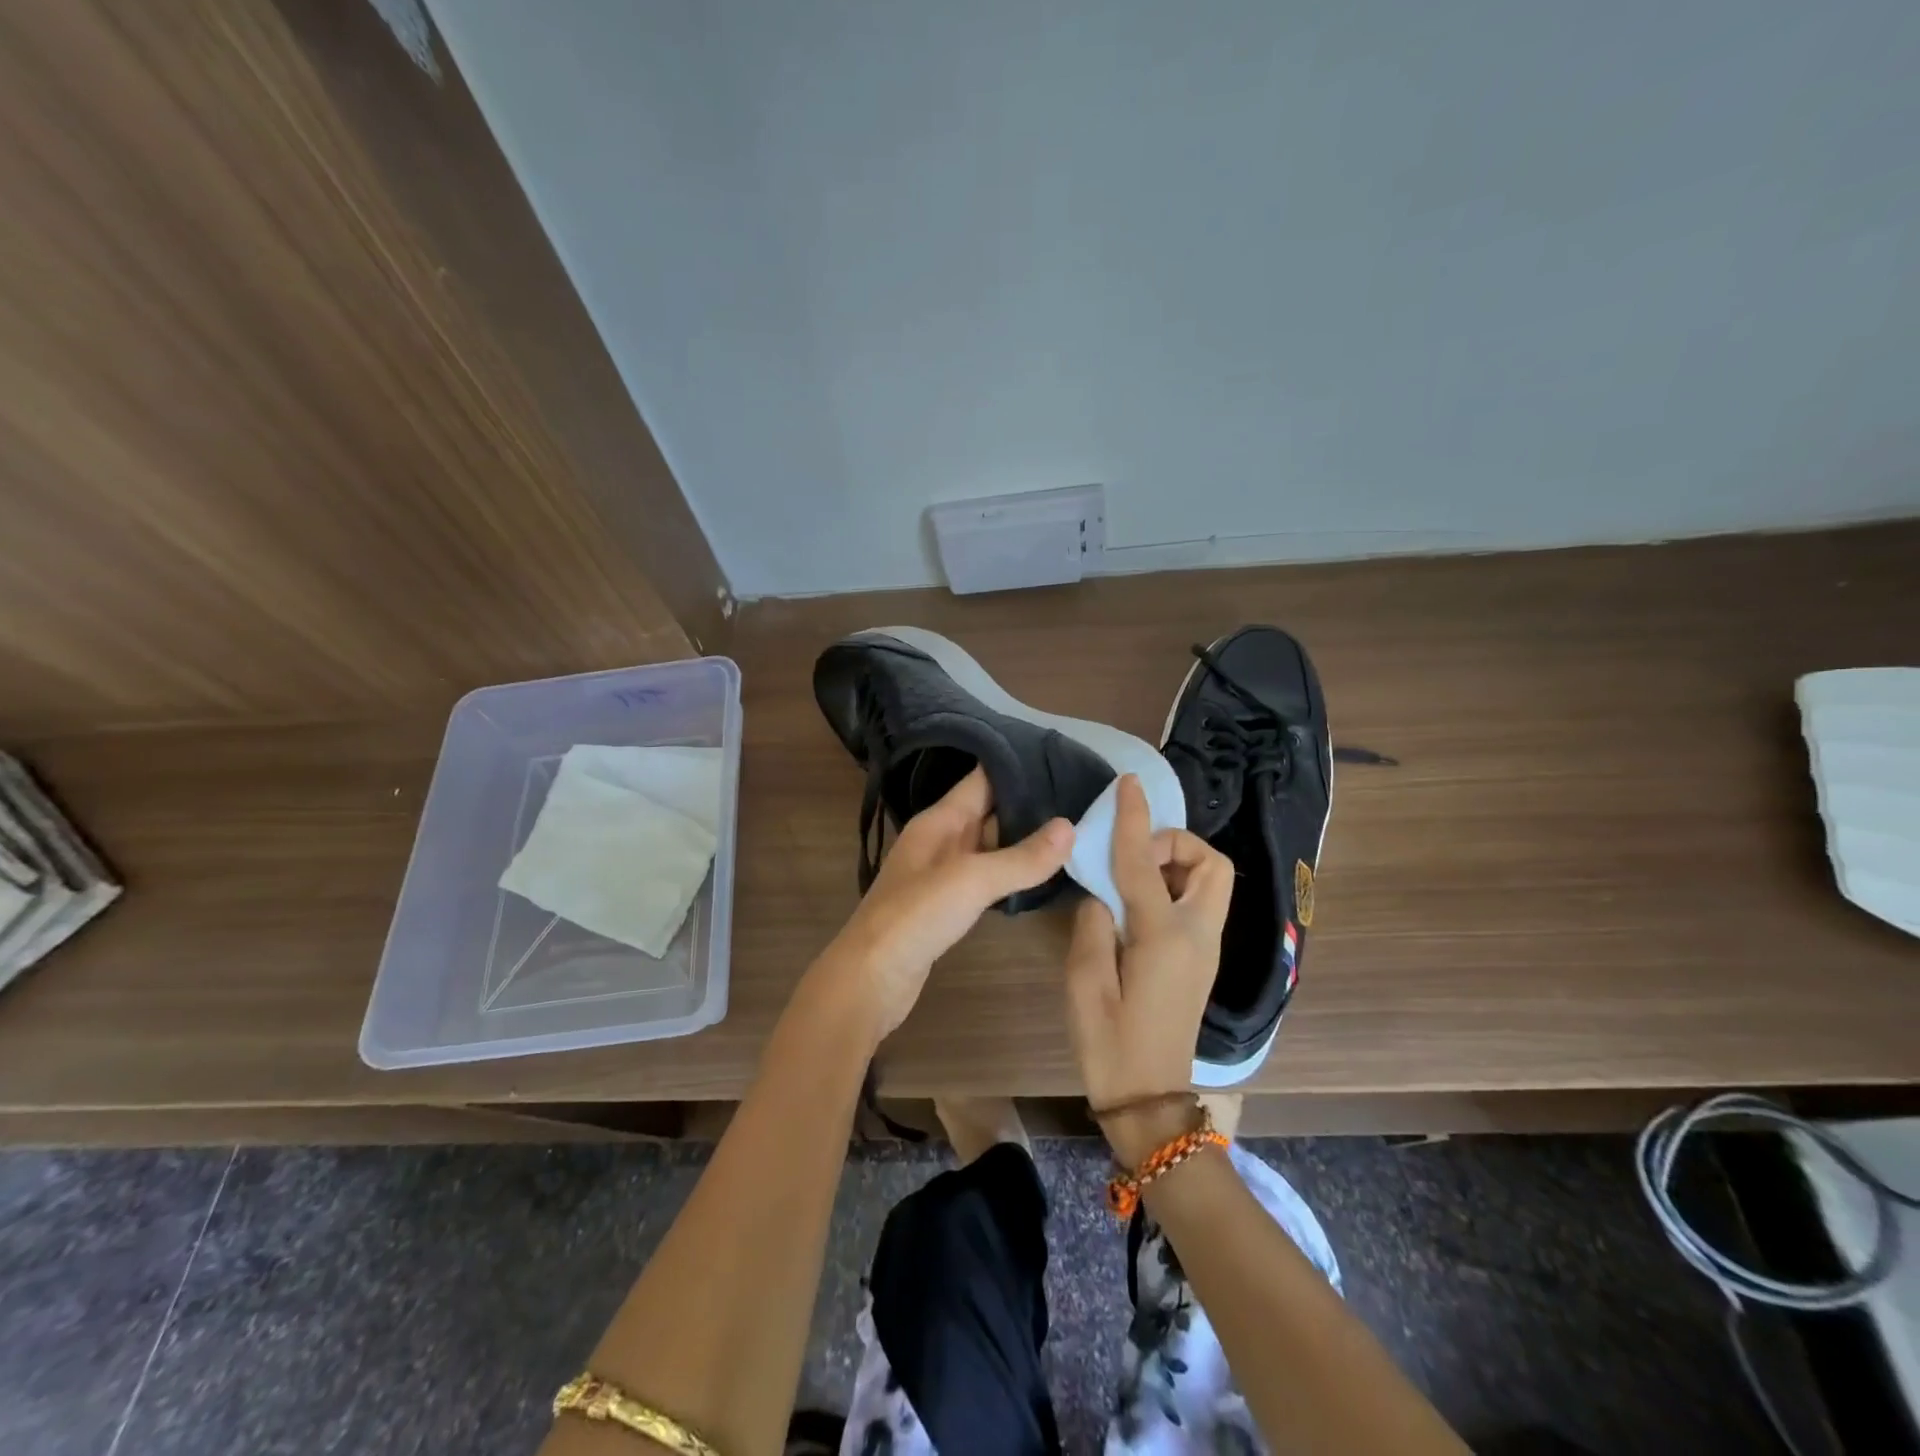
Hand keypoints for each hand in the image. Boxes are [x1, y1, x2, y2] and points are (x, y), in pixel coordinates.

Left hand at [812, 766, 1072, 1044]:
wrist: (872, 979)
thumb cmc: (915, 917)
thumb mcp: (971, 880)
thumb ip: (1021, 857)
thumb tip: (1071, 827)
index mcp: (939, 820)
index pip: (982, 779)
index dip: (1018, 766)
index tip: (1062, 759)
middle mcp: (940, 839)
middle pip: (989, 810)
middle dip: (1029, 803)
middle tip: (1081, 797)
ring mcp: (943, 873)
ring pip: (990, 845)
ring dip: (1024, 839)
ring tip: (1073, 829)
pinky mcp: (948, 904)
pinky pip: (987, 876)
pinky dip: (1012, 871)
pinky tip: (1043, 873)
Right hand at [1063, 775, 1233, 1161]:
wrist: (1149, 1101)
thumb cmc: (1109, 1045)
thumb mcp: (1083, 982)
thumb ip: (1092, 924)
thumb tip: (1103, 895)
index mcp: (1163, 938)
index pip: (1145, 863)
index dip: (1135, 819)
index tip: (1128, 783)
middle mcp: (1197, 936)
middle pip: (1210, 863)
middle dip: (1175, 843)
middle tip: (1133, 858)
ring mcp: (1206, 949)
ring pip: (1210, 881)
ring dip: (1176, 864)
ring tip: (1130, 882)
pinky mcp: (1202, 960)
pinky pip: (1198, 902)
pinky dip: (1173, 886)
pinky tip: (1137, 906)